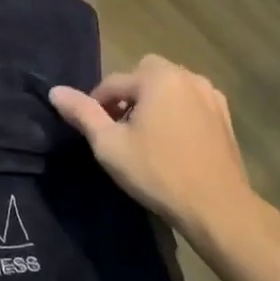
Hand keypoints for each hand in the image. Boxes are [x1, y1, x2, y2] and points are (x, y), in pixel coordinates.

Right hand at [49, 56, 268, 249]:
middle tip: (121, 127)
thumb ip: (82, 113)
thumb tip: (55, 91)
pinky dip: (177, 110)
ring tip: (146, 134)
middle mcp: (186, 76)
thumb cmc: (158, 172)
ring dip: (154, 100)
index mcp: (157, 78)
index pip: (113, 82)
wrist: (217, 207)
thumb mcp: (109, 144)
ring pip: (170, 86)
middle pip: (144, 74)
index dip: (97, 104)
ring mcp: (210, 95)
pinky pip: (190, 101)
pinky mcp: (224, 115)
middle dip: (129, 94)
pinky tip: (173, 140)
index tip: (93, 131)